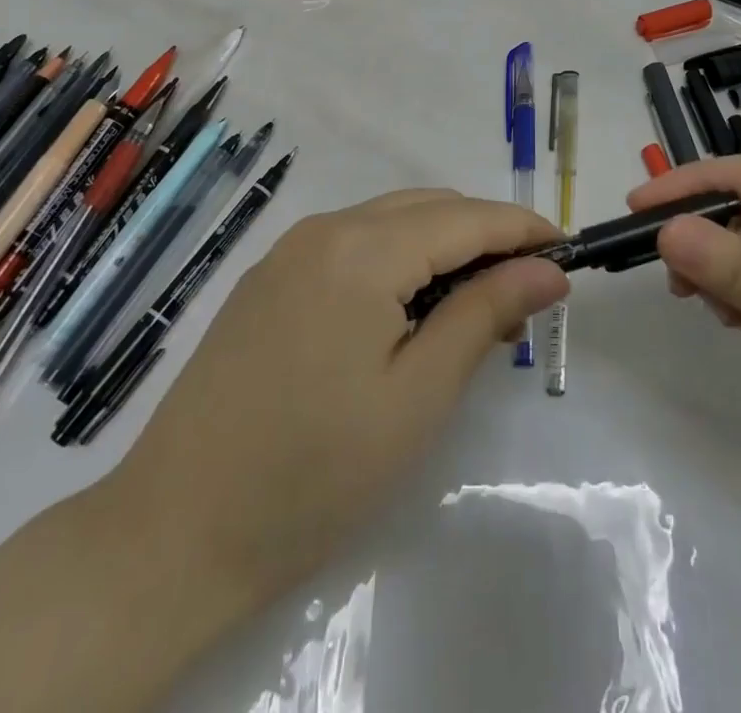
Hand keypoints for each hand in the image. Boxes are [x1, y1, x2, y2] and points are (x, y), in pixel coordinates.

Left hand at [111, 188, 568, 611]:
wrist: (174, 532)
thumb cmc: (315, 471)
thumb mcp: (418, 395)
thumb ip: (485, 314)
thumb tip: (547, 269)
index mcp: (363, 248)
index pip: (466, 217)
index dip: (522, 228)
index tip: (566, 252)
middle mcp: (325, 228)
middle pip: (428, 208)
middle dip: (484, 235)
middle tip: (525, 291)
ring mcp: (290, 250)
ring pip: (390, 221)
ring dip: (442, 247)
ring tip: (476, 306)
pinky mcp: (270, 278)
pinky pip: (353, 244)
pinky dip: (398, 260)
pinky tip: (409, 309)